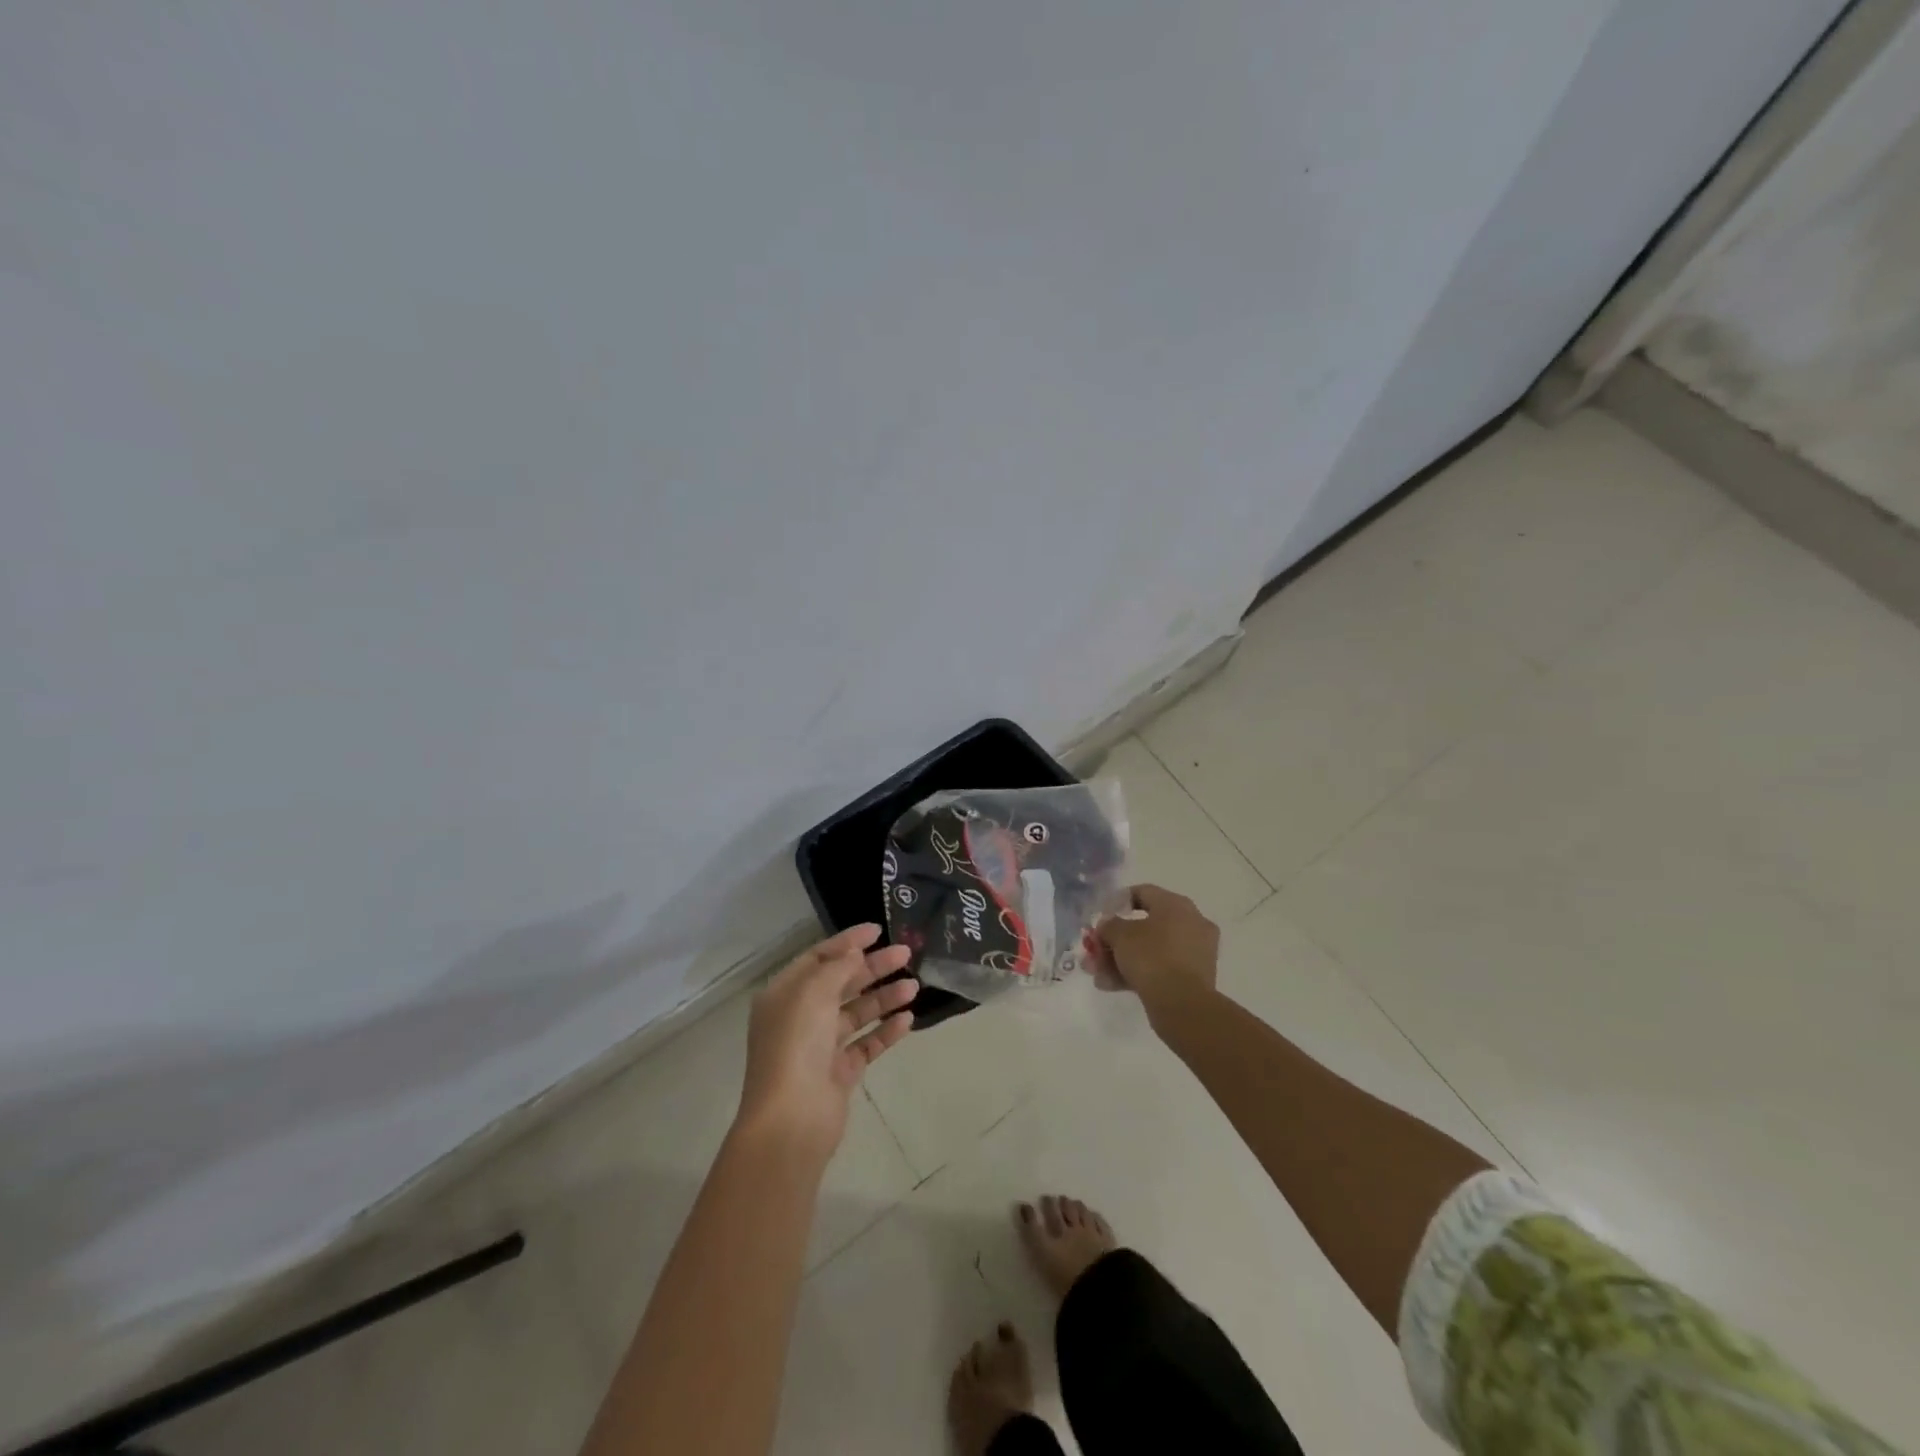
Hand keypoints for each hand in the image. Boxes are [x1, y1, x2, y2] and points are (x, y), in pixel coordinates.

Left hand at [736, 924, 916, 1161]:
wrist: (792, 1119)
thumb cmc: (796, 1045)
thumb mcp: (813, 992)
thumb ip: (837, 968)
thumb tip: (855, 954)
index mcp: (784, 994)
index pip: (817, 958)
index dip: (847, 942)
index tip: (877, 930)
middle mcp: (800, 1017)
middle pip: (840, 983)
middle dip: (872, 967)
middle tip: (905, 954)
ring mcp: (820, 1047)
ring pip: (856, 1013)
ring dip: (884, 998)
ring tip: (914, 987)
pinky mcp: (839, 1073)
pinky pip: (866, 1044)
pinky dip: (885, 1031)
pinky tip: (907, 1020)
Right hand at [1094, 884, 1218, 1022]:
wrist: (1182, 1005)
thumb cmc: (1151, 957)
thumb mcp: (1120, 935)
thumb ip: (1109, 925)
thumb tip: (1108, 926)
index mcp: (1177, 905)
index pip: (1143, 892)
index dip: (1117, 902)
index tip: (1100, 917)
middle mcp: (1191, 923)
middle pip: (1144, 925)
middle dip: (1115, 940)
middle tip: (1095, 950)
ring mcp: (1195, 952)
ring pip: (1150, 950)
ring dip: (1121, 959)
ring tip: (1097, 974)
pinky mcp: (1193, 978)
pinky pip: (1160, 968)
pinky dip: (1136, 974)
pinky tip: (1110, 985)